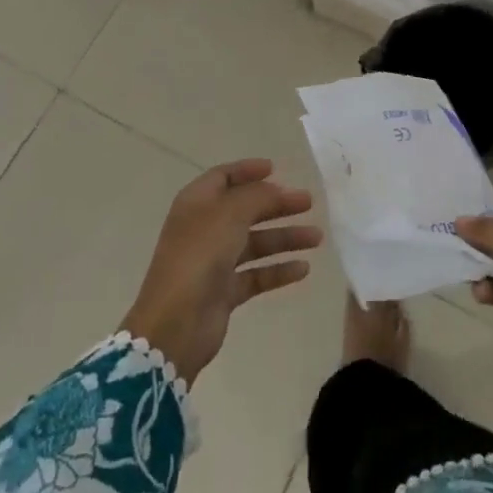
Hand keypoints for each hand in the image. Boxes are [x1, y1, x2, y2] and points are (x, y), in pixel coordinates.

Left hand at [121, 159, 322, 383]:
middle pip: (245, 209)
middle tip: (308, 203)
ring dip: (284, 238)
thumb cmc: (199, 256)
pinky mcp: (224, 291)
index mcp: (197, 203)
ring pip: (255, 243)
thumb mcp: (230, 214)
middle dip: (276, 205)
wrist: (175, 323)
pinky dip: (278, 270)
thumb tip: (277, 190)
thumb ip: (258, 197)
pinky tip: (303, 269)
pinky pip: (256, 274)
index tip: (276, 169)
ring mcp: (213, 261)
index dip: (248, 171)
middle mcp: (204, 228)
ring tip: (317, 238)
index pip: (223, 177)